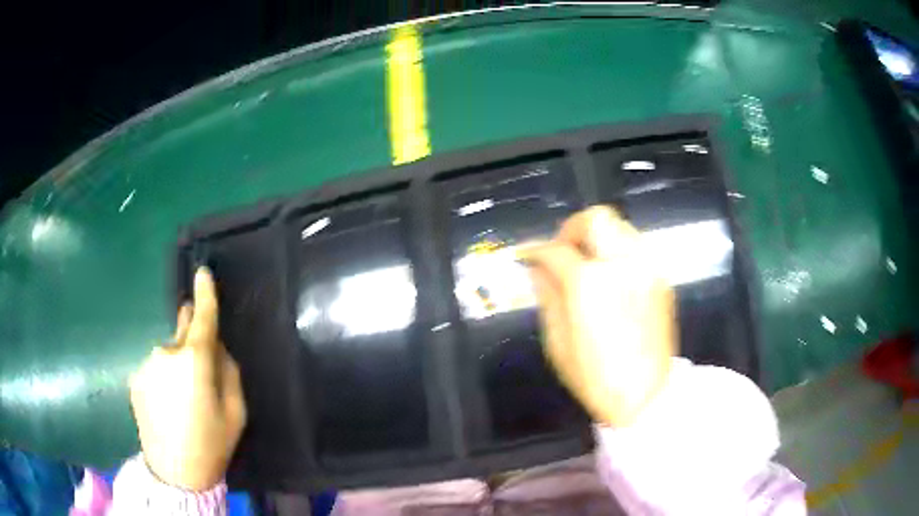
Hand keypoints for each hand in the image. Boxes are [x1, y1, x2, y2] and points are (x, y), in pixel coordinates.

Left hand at [129, 267, 246, 490]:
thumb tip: (216, 348)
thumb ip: (228, 371)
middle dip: (193, 341)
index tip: (203, 272)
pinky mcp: (135, 378)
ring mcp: (146, 365)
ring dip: (177, 365)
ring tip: (182, 402)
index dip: (204, 294)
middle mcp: (166, 353)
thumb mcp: (235, 412)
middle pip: (183, 332)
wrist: (175, 473)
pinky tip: (167, 407)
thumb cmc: (212, 444)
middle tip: (200, 371)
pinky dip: (163, 379)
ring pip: (168, 353)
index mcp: (194, 361)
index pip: (202, 318)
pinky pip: (155, 369)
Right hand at [522, 206, 676, 427]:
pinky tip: (609, 277)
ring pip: (619, 227)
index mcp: (590, 284)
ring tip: (586, 263)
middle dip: (571, 229)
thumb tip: (537, 266)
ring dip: (596, 238)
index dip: (536, 249)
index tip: (528, 255)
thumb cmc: (594, 376)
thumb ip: (547, 294)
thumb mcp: (557, 341)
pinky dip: (616, 251)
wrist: (645, 395)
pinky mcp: (661, 278)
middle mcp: (622, 264)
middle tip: (562, 252)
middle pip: (596, 218)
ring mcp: (647, 268)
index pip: (557, 249)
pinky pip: (635, 246)